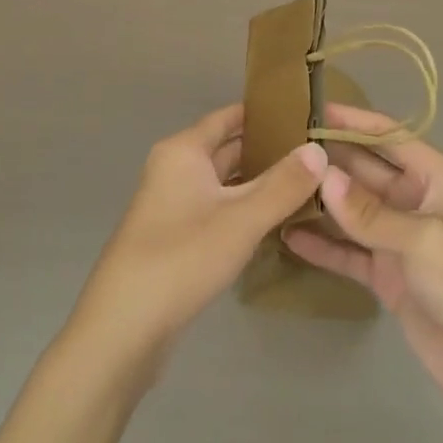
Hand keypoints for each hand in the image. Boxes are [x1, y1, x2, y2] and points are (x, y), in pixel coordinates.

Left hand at [70, 102, 326, 375]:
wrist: (124, 328)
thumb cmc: (182, 257)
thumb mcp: (241, 219)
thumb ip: (283, 184)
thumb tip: (319, 149)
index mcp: (183, 151)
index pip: (228, 117)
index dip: (264, 114)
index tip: (303, 114)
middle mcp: (174, 169)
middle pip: (226, 149)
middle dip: (267, 150)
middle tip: (315, 153)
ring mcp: (172, 205)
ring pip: (223, 183)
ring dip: (257, 183)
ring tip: (305, 184)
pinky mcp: (174, 238)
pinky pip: (216, 210)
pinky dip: (243, 210)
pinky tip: (273, 221)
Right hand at [284, 103, 442, 423]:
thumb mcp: (423, 239)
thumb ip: (369, 211)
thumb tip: (322, 175)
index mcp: (436, 178)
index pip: (389, 136)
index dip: (354, 121)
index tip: (313, 107)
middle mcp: (416, 201)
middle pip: (366, 170)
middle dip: (330, 159)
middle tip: (282, 146)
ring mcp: (400, 240)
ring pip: (353, 210)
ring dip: (322, 201)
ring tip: (278, 185)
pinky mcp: (388, 277)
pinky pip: (349, 252)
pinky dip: (323, 245)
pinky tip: (289, 237)